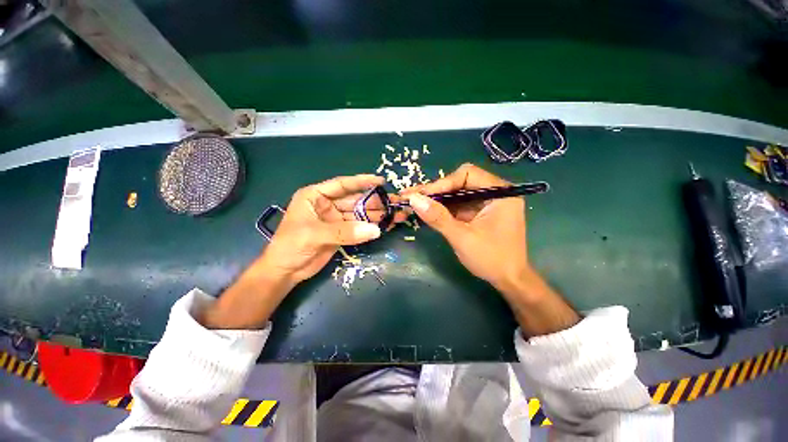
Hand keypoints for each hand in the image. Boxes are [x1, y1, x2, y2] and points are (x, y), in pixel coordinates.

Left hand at [259, 174, 395, 284]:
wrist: (285, 271)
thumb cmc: (290, 246)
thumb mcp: (314, 234)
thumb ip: (344, 232)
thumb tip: (375, 230)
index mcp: (316, 196)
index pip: (342, 185)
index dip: (362, 182)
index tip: (381, 181)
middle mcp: (328, 205)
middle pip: (356, 200)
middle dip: (375, 202)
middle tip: (396, 202)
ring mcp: (336, 219)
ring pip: (360, 214)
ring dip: (378, 215)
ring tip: (397, 214)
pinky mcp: (342, 233)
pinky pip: (360, 227)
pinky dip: (372, 227)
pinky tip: (386, 225)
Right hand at [401, 164, 578, 335]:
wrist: (508, 281)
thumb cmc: (491, 259)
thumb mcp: (462, 238)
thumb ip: (438, 217)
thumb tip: (413, 199)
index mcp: (499, 193)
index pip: (467, 174)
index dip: (442, 183)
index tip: (421, 195)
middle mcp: (493, 192)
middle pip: (459, 183)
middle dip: (434, 191)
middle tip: (409, 196)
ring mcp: (485, 203)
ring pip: (455, 194)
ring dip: (434, 200)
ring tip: (411, 203)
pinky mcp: (477, 213)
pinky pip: (456, 206)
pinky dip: (440, 209)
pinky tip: (424, 211)